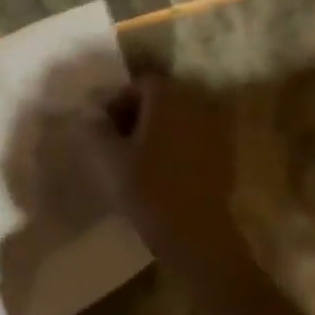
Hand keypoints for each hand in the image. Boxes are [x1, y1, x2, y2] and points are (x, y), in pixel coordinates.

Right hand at [114, 73, 252, 274]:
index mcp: (168, 101)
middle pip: (164, 97)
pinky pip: (194, 137)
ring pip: (180, 117)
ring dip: (158, 127)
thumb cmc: (145, 188)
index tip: (103, 122)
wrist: (193, 231)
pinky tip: (160, 167)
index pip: (142, 83)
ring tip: (137, 153)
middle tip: (116, 135)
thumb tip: (92, 116)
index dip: (119, 98)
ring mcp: (215, 131)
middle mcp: (196, 107)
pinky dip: (176, 143)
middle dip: (138, 111)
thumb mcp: (107, 157)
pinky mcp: (223, 155)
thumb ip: (96, 129)